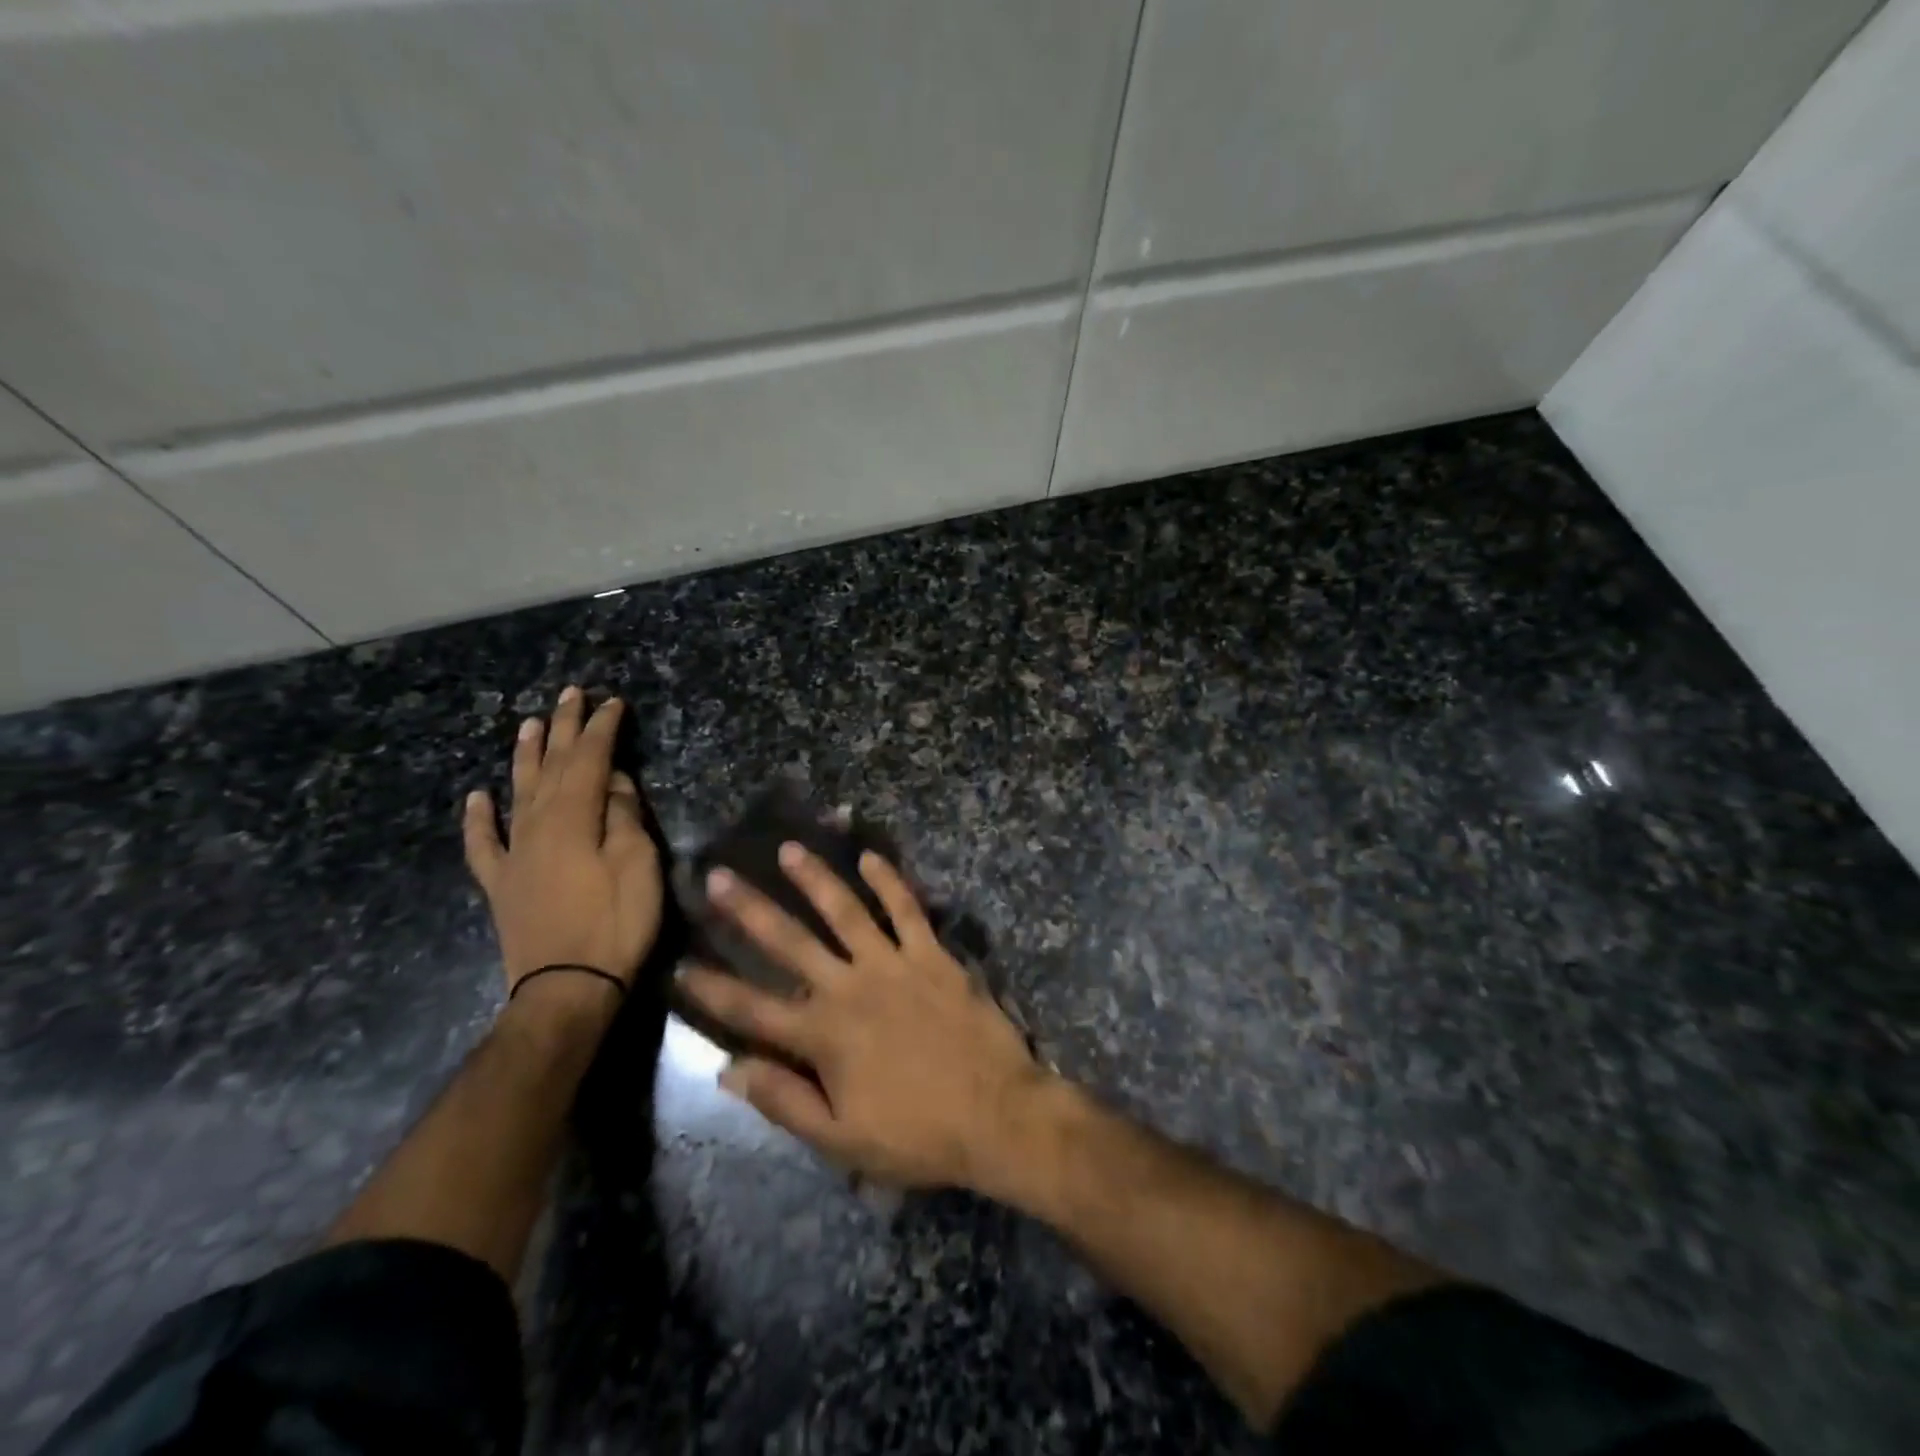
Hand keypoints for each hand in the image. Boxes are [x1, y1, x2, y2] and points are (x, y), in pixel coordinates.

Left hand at [463, 688, 663, 1009]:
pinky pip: (483, 844)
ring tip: (528, 724)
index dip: (601, 728)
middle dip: (563, 728)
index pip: (590, 760)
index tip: (612, 701)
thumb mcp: (638, 866)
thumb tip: (615, 783)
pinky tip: (475, 797)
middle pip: (551, 766)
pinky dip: (477, 819)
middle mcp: (537, 826)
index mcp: (574, 818)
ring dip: (525, 756)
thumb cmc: (614, 924)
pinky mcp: (502, 883)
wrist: (566, 990)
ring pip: (517, 793)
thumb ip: (625, 817)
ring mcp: (514, 854)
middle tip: (570, 693)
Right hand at [677, 844, 1049, 1191]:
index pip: (752, 1009)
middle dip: (749, 910)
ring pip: (845, 911)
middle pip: (790, 942)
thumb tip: (730, 1069)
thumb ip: (784, 1101)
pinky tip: (871, 857)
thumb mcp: (841, 1139)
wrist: (996, 1114)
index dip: (712, 989)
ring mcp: (893, 964)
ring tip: (788, 850)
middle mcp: (850, 988)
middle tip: (717, 877)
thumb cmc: (917, 1134)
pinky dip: (890, 881)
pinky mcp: (932, 955)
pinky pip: (908, 910)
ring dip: (815, 879)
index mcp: (823, 1036)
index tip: (681, 964)